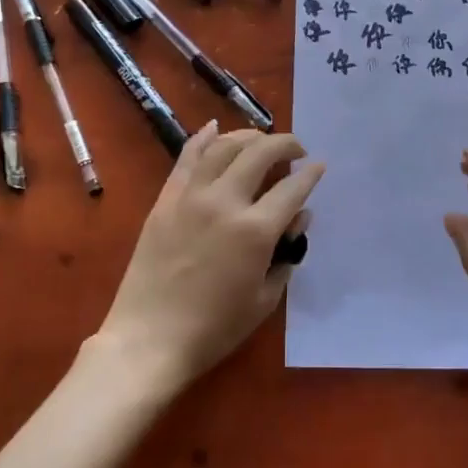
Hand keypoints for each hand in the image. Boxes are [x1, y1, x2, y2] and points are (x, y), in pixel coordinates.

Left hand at [96, 124, 324, 397]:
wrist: (149, 339)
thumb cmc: (215, 328)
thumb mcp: (265, 298)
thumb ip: (287, 253)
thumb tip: (299, 218)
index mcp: (255, 230)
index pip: (292, 188)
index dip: (311, 174)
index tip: (319, 166)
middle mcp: (225, 202)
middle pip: (261, 153)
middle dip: (285, 144)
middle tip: (295, 150)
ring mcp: (191, 196)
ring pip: (224, 147)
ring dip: (249, 137)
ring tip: (262, 142)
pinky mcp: (166, 199)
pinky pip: (187, 157)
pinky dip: (204, 137)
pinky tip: (216, 128)